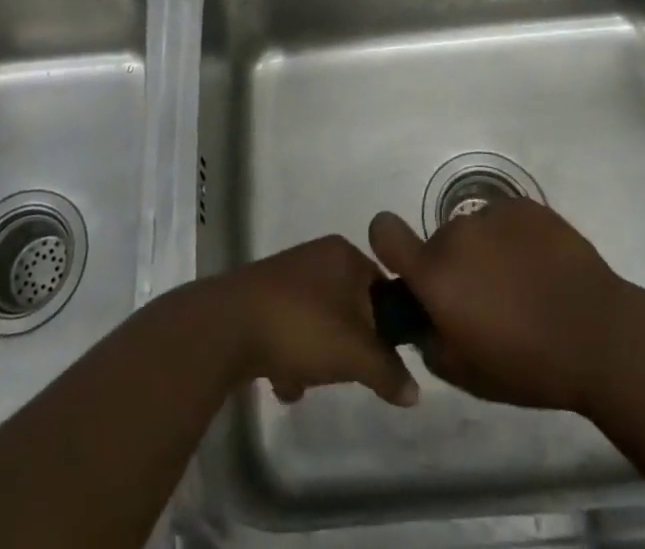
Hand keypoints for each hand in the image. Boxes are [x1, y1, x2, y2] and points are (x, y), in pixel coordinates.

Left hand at [211, 236, 418, 406]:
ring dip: (316, 357)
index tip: (383, 359)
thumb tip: (415, 391)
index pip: (383, 288)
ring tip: (305, 378)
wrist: (230, 325)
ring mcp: (287, 275)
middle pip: (350, 309)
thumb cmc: (303, 326)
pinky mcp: (262, 297)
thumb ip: (389, 371)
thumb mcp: (356, 354)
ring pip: (319, 323)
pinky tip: (281, 380)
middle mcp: (317, 256)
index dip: (387, 326)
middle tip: (344, 370)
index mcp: (344, 254)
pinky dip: (290, 356)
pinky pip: (291, 328)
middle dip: (348, 347)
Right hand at [368, 198, 626, 414]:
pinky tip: (542, 267)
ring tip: (522, 285)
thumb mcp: (467, 375)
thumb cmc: (529, 364)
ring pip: (474, 232)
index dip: (387, 242)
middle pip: (439, 243)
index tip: (406, 263)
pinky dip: (514, 239)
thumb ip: (431, 342)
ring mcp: (492, 213)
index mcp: (435, 274)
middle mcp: (455, 233)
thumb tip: (426, 320)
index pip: (384, 232)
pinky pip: (505, 220)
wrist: (599, 334)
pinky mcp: (525, 206)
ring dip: (486, 253)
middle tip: (488, 301)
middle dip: (454, 267)